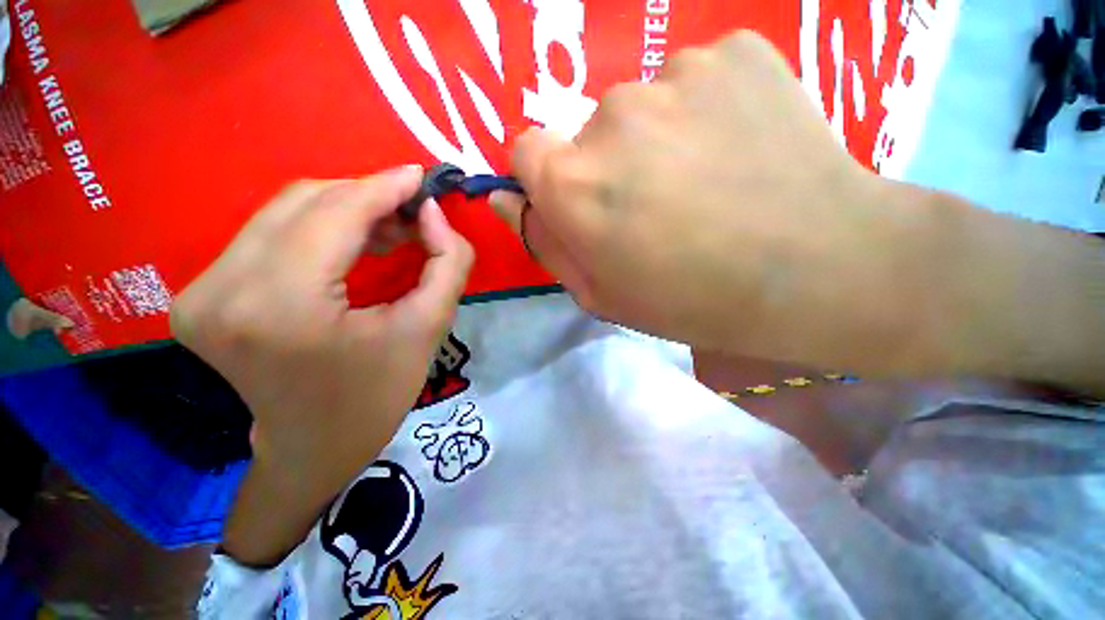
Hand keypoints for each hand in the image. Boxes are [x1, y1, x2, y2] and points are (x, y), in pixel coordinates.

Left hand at [171, 167, 473, 564]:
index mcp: (282, 306)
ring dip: (346, 210)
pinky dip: (319, 227)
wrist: (313, 448)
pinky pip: (269, 233)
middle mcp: (223, 289)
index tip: (423, 176)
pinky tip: (355, 242)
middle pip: (304, 202)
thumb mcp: (429, 328)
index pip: (335, 214)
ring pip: (284, 211)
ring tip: (393, 229)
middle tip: (415, 212)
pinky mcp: (201, 294)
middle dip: (369, 197)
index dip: (385, 186)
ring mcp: (200, 291)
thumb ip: (447, 263)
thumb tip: (432, 212)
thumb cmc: (377, 396)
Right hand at [491, 31, 950, 372]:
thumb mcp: (601, 294)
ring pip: (641, 106)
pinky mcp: (736, 52)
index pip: (525, 150)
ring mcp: (676, 75)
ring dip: (658, 140)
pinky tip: (740, 149)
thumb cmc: (692, 300)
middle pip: (586, 133)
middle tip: (658, 206)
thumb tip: (506, 200)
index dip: (548, 176)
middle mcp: (610, 117)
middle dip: (608, 168)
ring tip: (706, 180)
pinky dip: (705, 112)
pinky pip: (696, 80)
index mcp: (573, 184)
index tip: (581, 201)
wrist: (818, 270)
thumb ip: (546, 243)